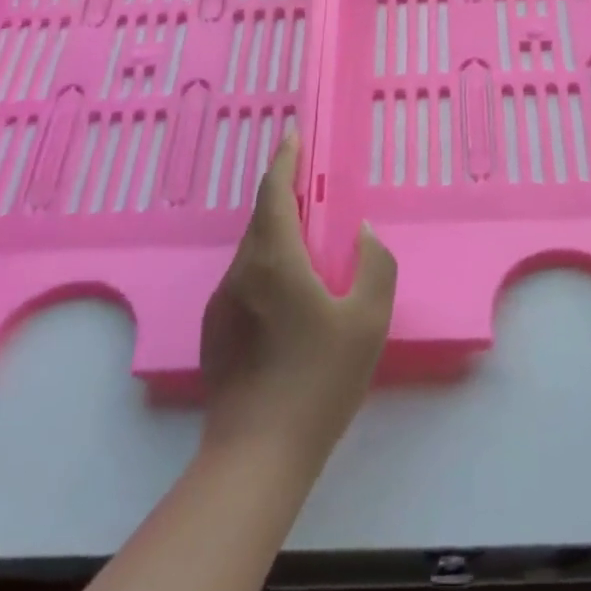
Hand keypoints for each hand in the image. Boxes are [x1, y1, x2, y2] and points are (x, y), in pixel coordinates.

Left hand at [199, 134, 396, 465]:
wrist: (257, 454)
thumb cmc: (319, 381)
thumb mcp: (369, 321)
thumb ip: (374, 265)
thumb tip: (360, 235)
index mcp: (275, 260)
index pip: (275, 192)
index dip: (285, 160)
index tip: (293, 136)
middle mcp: (241, 272)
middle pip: (262, 219)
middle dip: (285, 196)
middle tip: (313, 191)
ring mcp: (223, 302)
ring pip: (253, 252)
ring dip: (279, 236)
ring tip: (311, 250)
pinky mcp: (215, 331)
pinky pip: (246, 281)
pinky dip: (269, 268)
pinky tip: (291, 302)